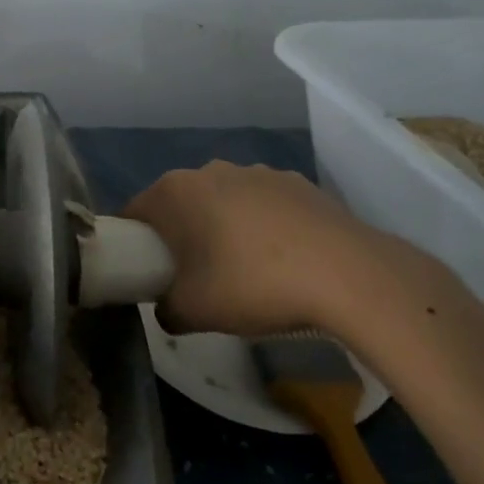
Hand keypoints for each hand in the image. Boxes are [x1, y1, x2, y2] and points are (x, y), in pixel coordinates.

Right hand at [123, 161, 430, 344]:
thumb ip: (166, 310)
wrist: (350, 276)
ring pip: (223, 201)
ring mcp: (259, 171)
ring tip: (244, 270)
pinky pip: (264, 204)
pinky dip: (264, 226)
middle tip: (191, 276)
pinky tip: (284, 261)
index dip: (133, 243)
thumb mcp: (194, 312)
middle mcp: (211, 170)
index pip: (134, 212)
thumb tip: (167, 307)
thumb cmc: (253, 285)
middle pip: (180, 203)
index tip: (145, 272)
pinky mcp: (299, 183)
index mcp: (176, 191)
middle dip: (180, 234)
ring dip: (223, 227)